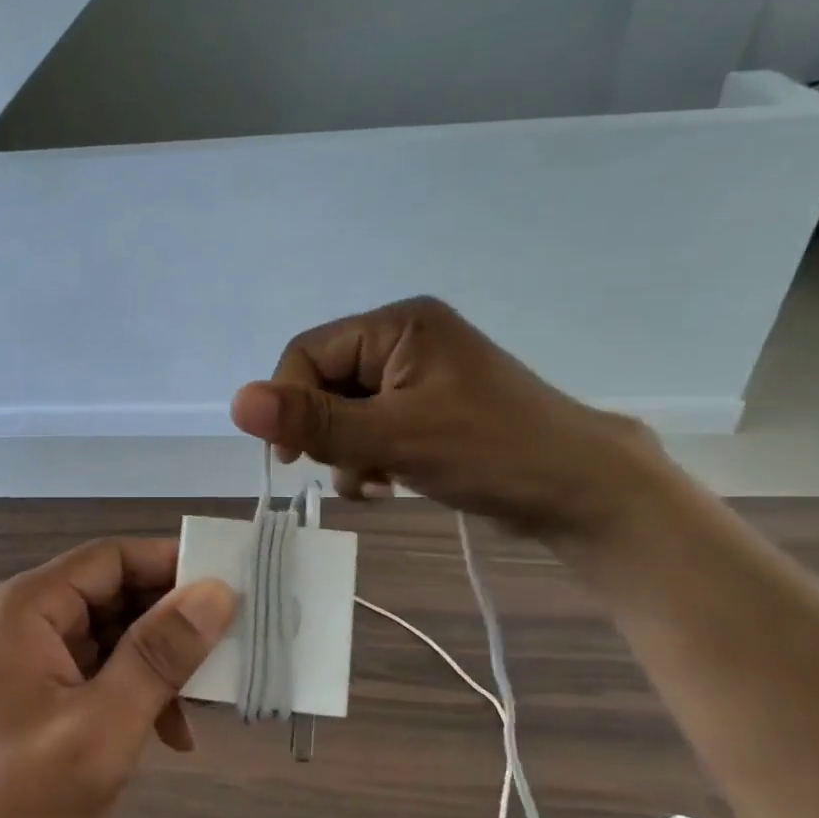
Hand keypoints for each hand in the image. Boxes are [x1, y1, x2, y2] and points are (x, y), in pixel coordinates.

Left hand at [0, 539, 234, 817]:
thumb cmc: (20, 805)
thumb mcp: (104, 726)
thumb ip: (160, 654)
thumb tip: (217, 590)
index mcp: (27, 608)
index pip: (112, 558)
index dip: (173, 565)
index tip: (233, 590)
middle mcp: (22, 619)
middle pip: (112, 593)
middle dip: (170, 623)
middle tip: (230, 651)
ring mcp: (26, 657)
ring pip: (110, 634)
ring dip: (157, 664)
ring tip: (203, 705)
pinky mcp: (34, 692)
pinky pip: (96, 669)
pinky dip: (134, 691)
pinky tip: (168, 733)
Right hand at [230, 296, 657, 534]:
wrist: (582, 492)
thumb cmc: (490, 452)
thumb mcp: (392, 438)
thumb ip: (313, 421)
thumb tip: (236, 401)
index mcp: (397, 325)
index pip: (308, 353)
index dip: (290, 404)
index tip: (292, 458)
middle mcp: (405, 339)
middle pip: (326, 383)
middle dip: (328, 434)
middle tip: (352, 471)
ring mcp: (420, 374)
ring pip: (346, 410)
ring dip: (348, 452)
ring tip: (376, 482)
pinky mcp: (430, 407)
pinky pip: (374, 425)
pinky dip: (370, 457)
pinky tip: (390, 483)